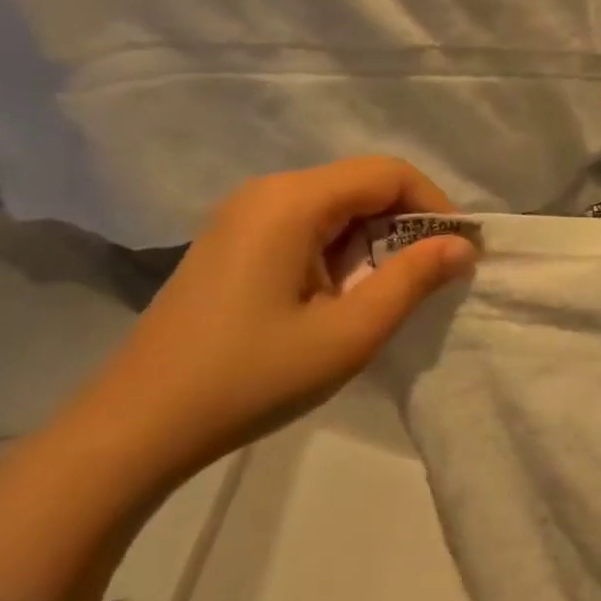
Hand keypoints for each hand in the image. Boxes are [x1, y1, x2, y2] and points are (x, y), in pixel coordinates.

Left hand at [56, 157, 477, 494]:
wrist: (137, 427)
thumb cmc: (251, 378)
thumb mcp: (348, 334)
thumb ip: (412, 280)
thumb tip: (462, 245)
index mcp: (292, 200)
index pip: (388, 173)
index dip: (434, 205)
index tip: (459, 252)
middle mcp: (267, 191)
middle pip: (361, 184)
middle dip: (405, 225)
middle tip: (429, 279)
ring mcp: (243, 214)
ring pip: (336, 205)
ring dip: (373, 240)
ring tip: (384, 295)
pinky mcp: (233, 240)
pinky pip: (306, 224)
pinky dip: (340, 250)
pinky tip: (338, 296)